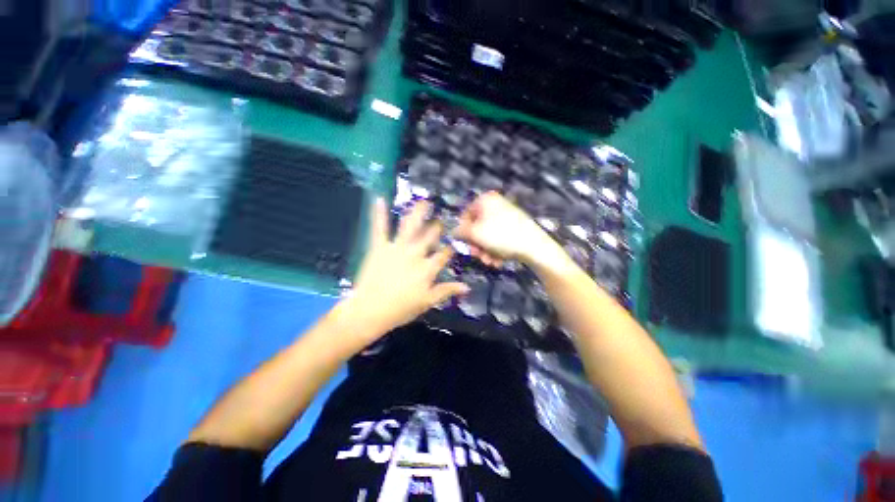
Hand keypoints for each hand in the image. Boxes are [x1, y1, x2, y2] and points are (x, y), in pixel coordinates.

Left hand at [343, 199, 468, 341]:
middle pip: (429, 236)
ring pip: (409, 226)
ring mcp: (397, 248)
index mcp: (427, 268)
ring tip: (423, 201)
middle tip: (442, 218)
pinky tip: (379, 199)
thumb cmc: (400, 309)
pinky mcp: (379, 247)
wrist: (370, 310)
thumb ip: (447, 291)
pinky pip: (379, 228)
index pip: (443, 254)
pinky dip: (378, 213)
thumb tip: (467, 287)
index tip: (454, 241)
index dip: (449, 248)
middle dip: (437, 226)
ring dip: (417, 213)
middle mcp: (415, 254)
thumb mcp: (427, 302)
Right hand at [454, 191, 567, 269]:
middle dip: (477, 245)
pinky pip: (500, 238)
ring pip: (488, 235)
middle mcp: (496, 205)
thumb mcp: (475, 234)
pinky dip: (497, 250)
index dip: (463, 231)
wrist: (535, 246)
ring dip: (486, 251)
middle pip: (478, 227)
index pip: (466, 214)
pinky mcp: (515, 227)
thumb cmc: (501, 236)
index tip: (465, 244)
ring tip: (490, 261)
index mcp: (486, 200)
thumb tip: (453, 231)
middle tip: (478, 256)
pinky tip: (499, 261)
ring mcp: (507, 216)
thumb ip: (460, 232)